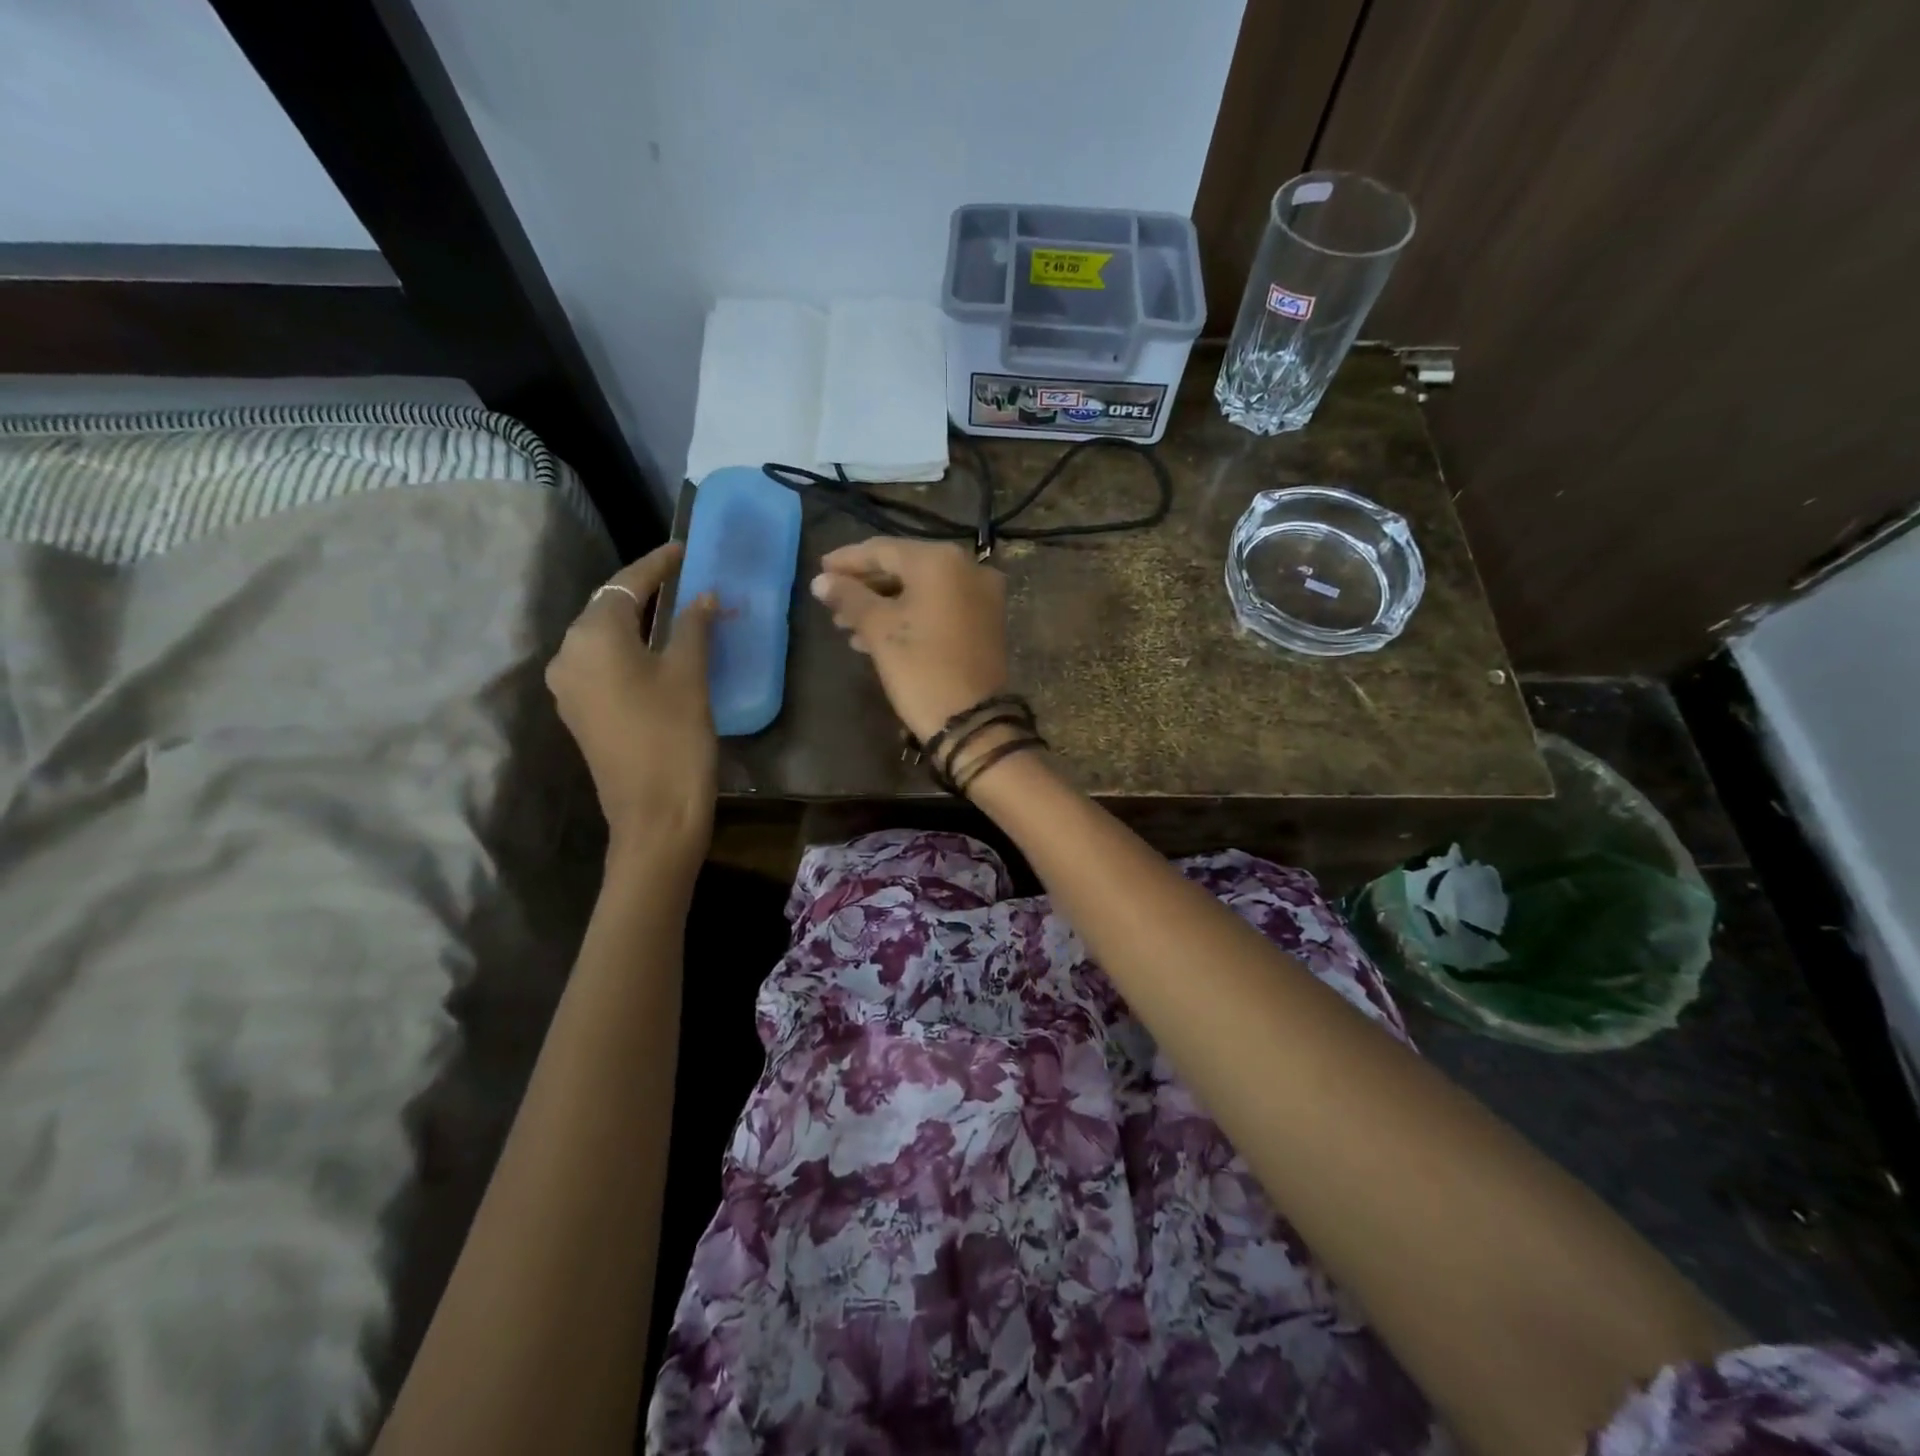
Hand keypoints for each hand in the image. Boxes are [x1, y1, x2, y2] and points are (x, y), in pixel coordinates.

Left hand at [546, 543, 718, 867]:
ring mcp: (569, 687)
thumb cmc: (674, 738)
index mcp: (593, 638)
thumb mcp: (690, 675)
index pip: (627, 585)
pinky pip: (603, 664)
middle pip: (609, 608)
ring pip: (605, 637)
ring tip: (677, 610)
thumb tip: (702, 595)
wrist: (654, 816)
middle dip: (646, 591)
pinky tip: (659, 651)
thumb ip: (693, 626)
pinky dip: (630, 649)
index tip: (684, 548)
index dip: (657, 564)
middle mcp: (569, 655)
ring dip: (639, 622)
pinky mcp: (580, 712)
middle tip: (685, 578)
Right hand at [810, 538, 1008, 742]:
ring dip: (883, 605)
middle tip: (832, 604)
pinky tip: (876, 637)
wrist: (972, 721)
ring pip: (921, 590)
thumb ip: (849, 598)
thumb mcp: (879, 630)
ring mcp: (982, 595)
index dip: (848, 561)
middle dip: (865, 587)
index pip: (883, 550)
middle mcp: (968, 568)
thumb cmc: (921, 669)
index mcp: (940, 560)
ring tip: (847, 626)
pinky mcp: (985, 622)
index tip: (820, 572)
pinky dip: (909, 616)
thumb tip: (821, 581)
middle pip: (904, 568)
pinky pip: (939, 607)